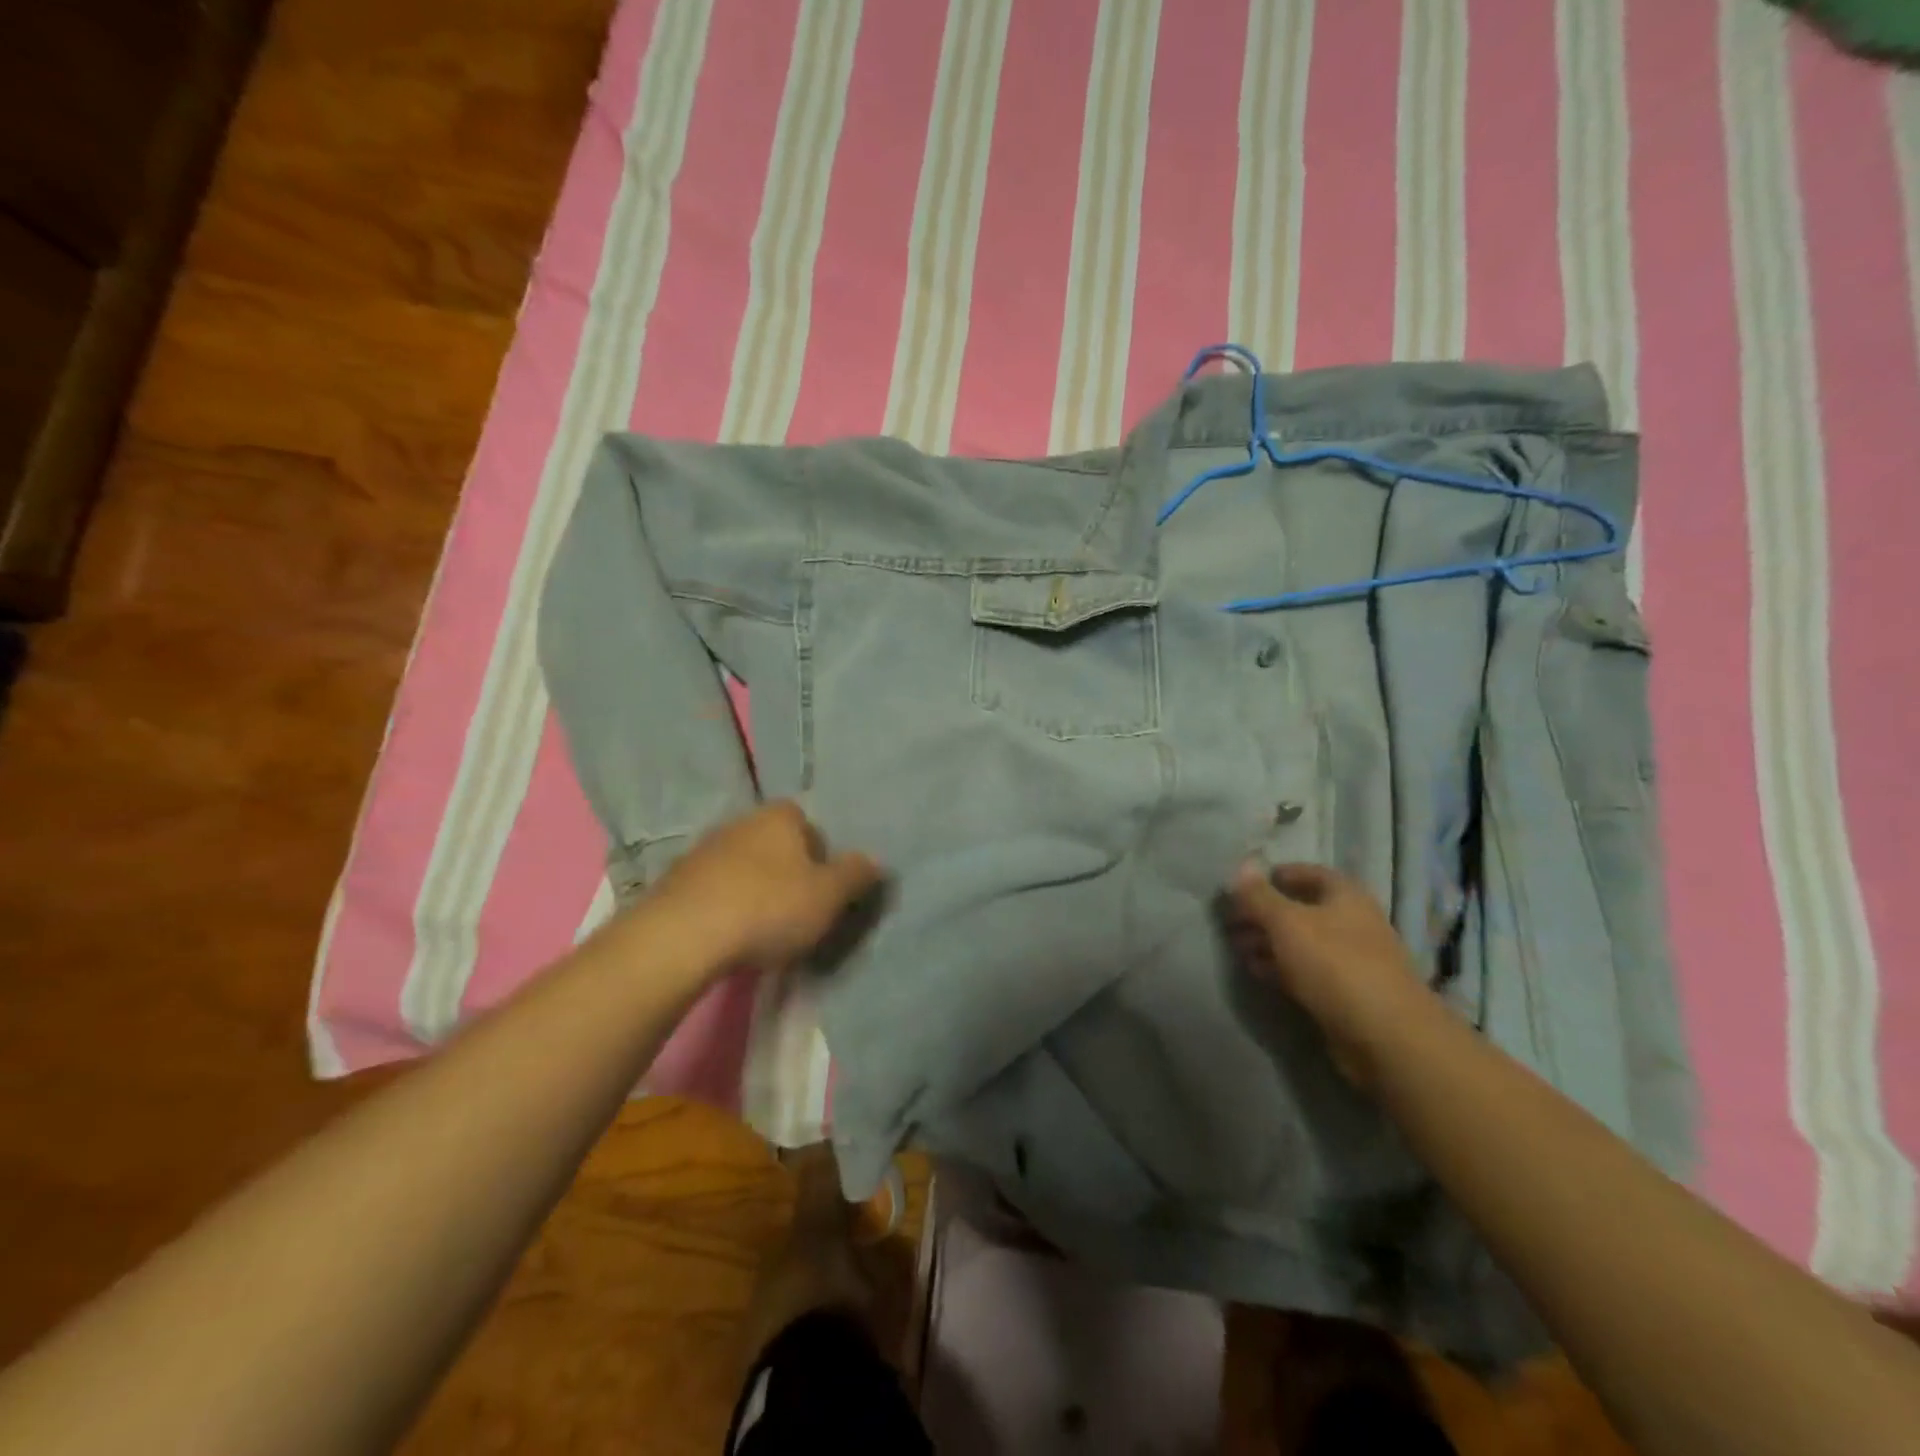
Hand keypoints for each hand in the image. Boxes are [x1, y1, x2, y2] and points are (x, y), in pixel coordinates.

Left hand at [646, 801, 884, 973]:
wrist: (683, 936)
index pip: (810, 825)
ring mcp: (704, 849)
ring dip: (754, 890)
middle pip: (776, 845)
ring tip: (762, 930)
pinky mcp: (676, 880)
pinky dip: (725, 906)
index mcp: (780, 815)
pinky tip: (729, 936)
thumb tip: (875, 861)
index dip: (821, 856)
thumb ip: (856, 875)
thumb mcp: (829, 895)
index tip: (823, 891)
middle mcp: (741, 821)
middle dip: (787, 873)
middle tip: (797, 912)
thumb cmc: (769, 907)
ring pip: (743, 867)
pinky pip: (714, 889)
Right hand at [1227, 861, 1435, 1085]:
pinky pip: (1305, 971)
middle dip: (1264, 913)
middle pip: (1301, 909)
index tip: (1242, 886)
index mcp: (1345, 896)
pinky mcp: (1344, 993)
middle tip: (1231, 922)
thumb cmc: (1335, 965)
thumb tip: (1240, 866)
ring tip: (1237, 948)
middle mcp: (1351, 922)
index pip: (1307, 873)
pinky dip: (1281, 968)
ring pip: (1301, 942)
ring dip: (1268, 942)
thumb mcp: (1287, 922)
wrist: (1385, 1037)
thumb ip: (1259, 896)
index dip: (1274, 876)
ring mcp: (1349, 960)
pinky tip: (1257, 972)